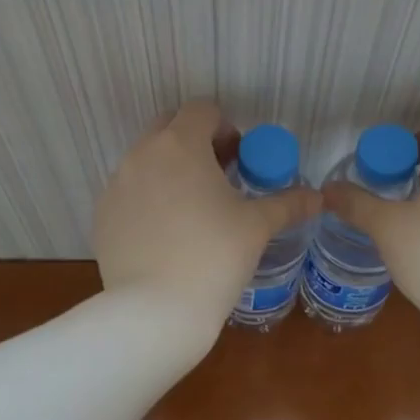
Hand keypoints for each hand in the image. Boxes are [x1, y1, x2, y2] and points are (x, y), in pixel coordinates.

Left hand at [95, 101, 319, 336]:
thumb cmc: (214, 257)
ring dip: (169, 170)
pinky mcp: (102, 215)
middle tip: (218, 177)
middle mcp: (141, 154)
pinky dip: (148, 200)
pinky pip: (129, 193)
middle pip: (169, 127)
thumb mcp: (257, 227)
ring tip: (192, 209)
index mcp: (180, 144)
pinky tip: (166, 235)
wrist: (156, 310)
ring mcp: (116, 185)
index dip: (225, 127)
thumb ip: (287, 203)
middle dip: (194, 142)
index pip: (201, 109)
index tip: (238, 159)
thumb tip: (316, 198)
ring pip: (145, 160)